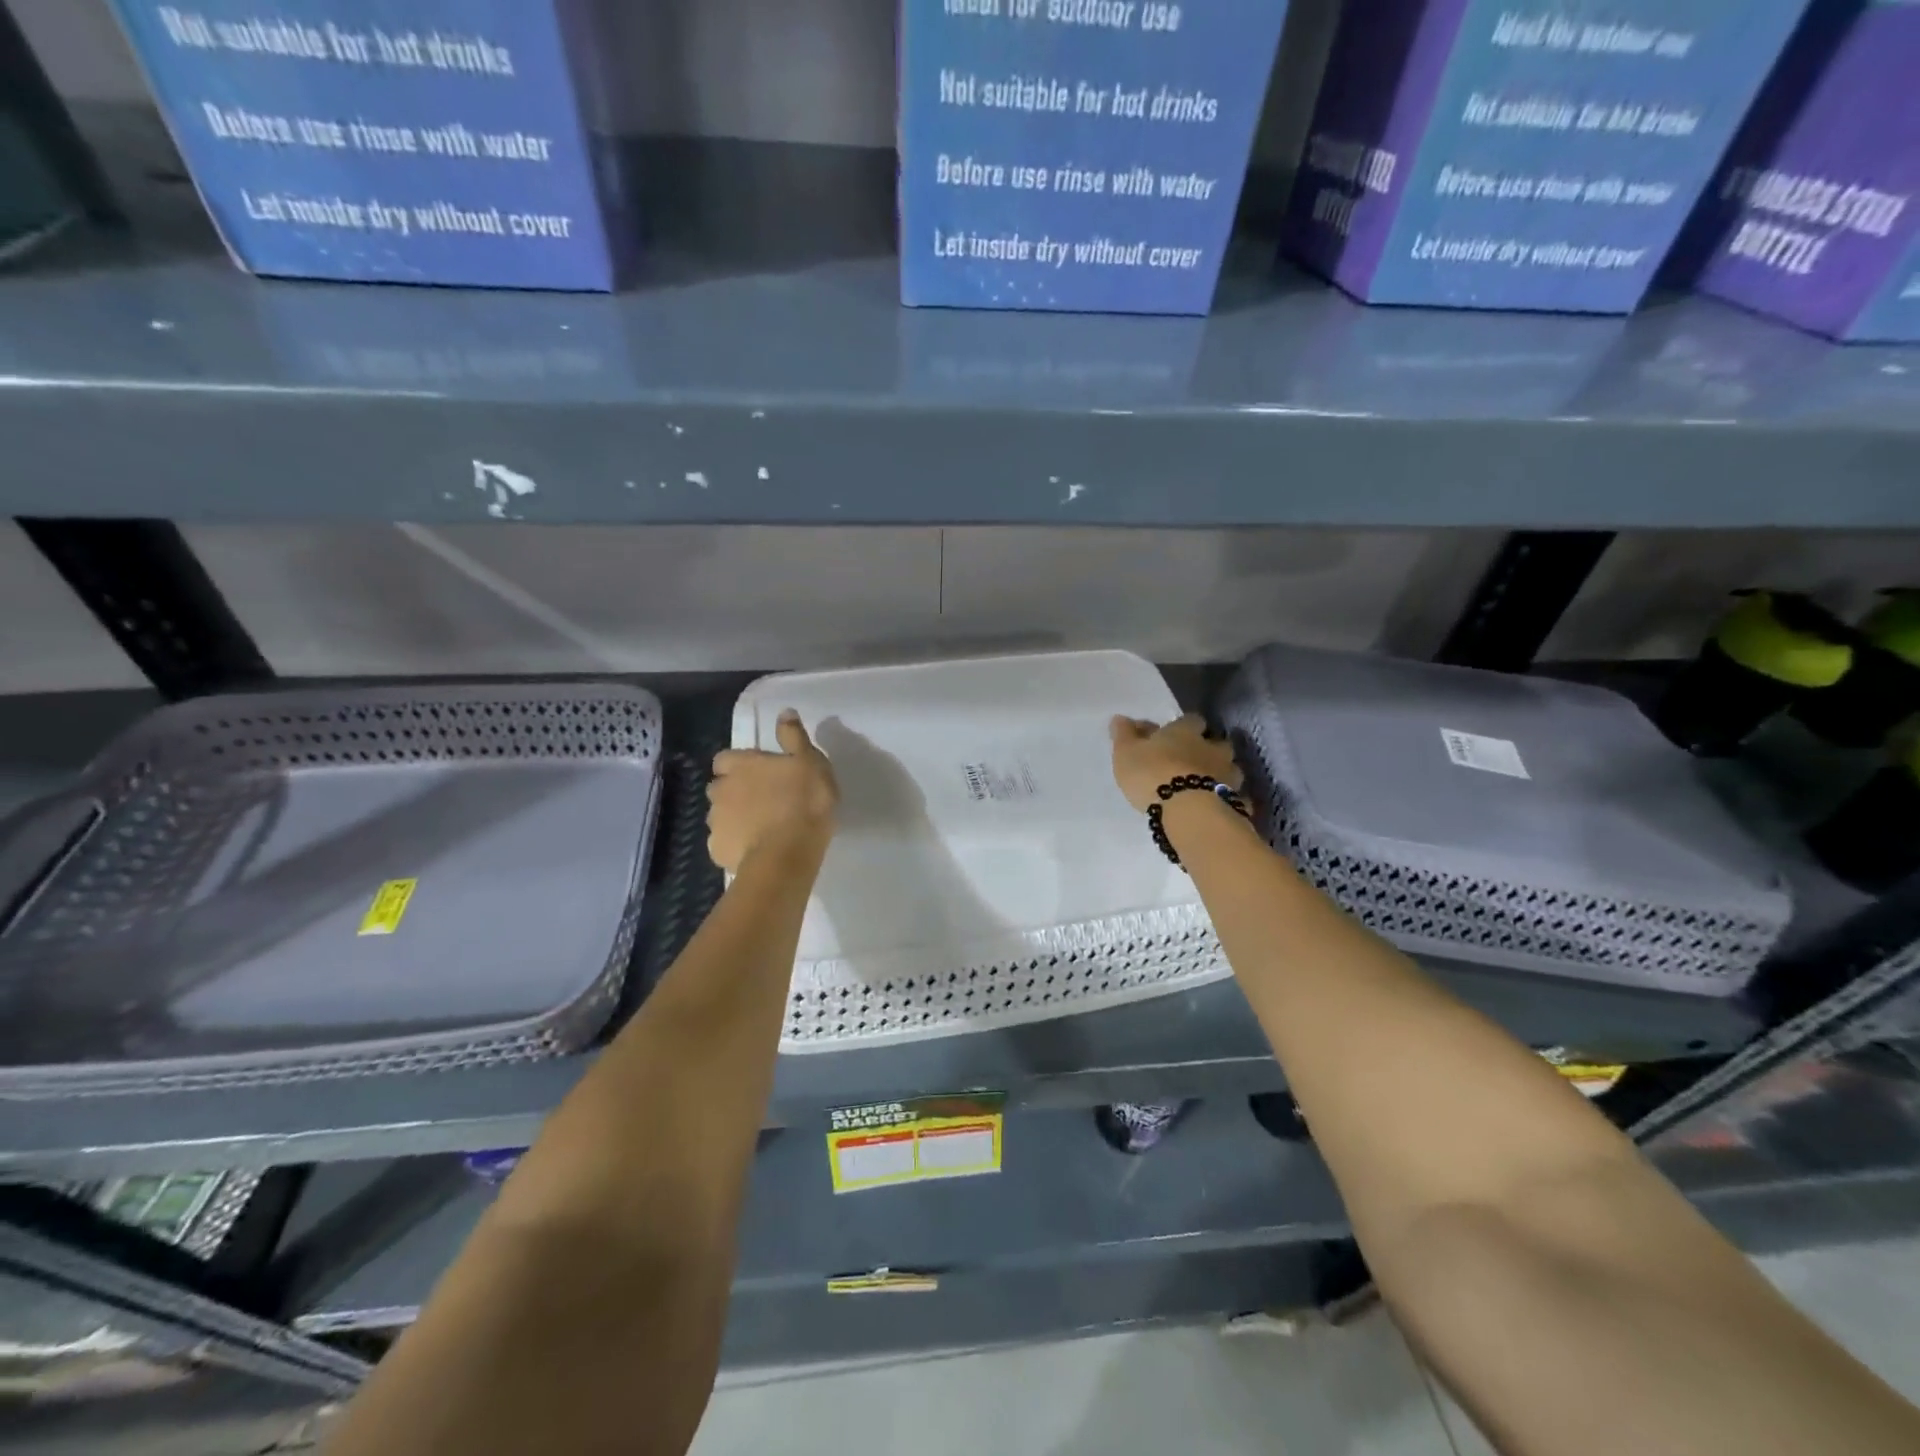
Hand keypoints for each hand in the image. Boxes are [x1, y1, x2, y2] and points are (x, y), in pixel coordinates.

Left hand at [707, 710, 838, 871]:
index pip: (724, 759)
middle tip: (761, 801)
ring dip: (735, 818)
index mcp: (741, 766)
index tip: (757, 773)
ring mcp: (716, 823)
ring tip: (760, 829)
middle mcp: (720, 790)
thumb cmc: (804, 802)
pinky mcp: (718, 851)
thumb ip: (794, 737)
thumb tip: (784, 712)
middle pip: (719, 787)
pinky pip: (724, 844)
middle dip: (733, 792)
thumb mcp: (810, 762)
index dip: (739, 765)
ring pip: (720, 816)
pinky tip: (755, 850)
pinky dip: (736, 845)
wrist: (788, 854)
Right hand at [1110, 713, 1242, 813]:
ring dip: (1221, 774)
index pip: (1192, 719)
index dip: (1186, 726)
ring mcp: (1228, 775)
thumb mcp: (1126, 753)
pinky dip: (1229, 800)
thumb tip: (1119, 718)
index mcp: (1185, 732)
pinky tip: (1219, 808)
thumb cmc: (1152, 774)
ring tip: (1207, 786)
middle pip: (1218, 742)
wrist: (1187, 811)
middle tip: (1194, 761)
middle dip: (1209, 749)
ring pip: (1231, 769)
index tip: (1175, 735)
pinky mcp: (1235, 800)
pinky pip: (1236, 797)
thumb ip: (1124, 734)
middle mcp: (1212, 748)